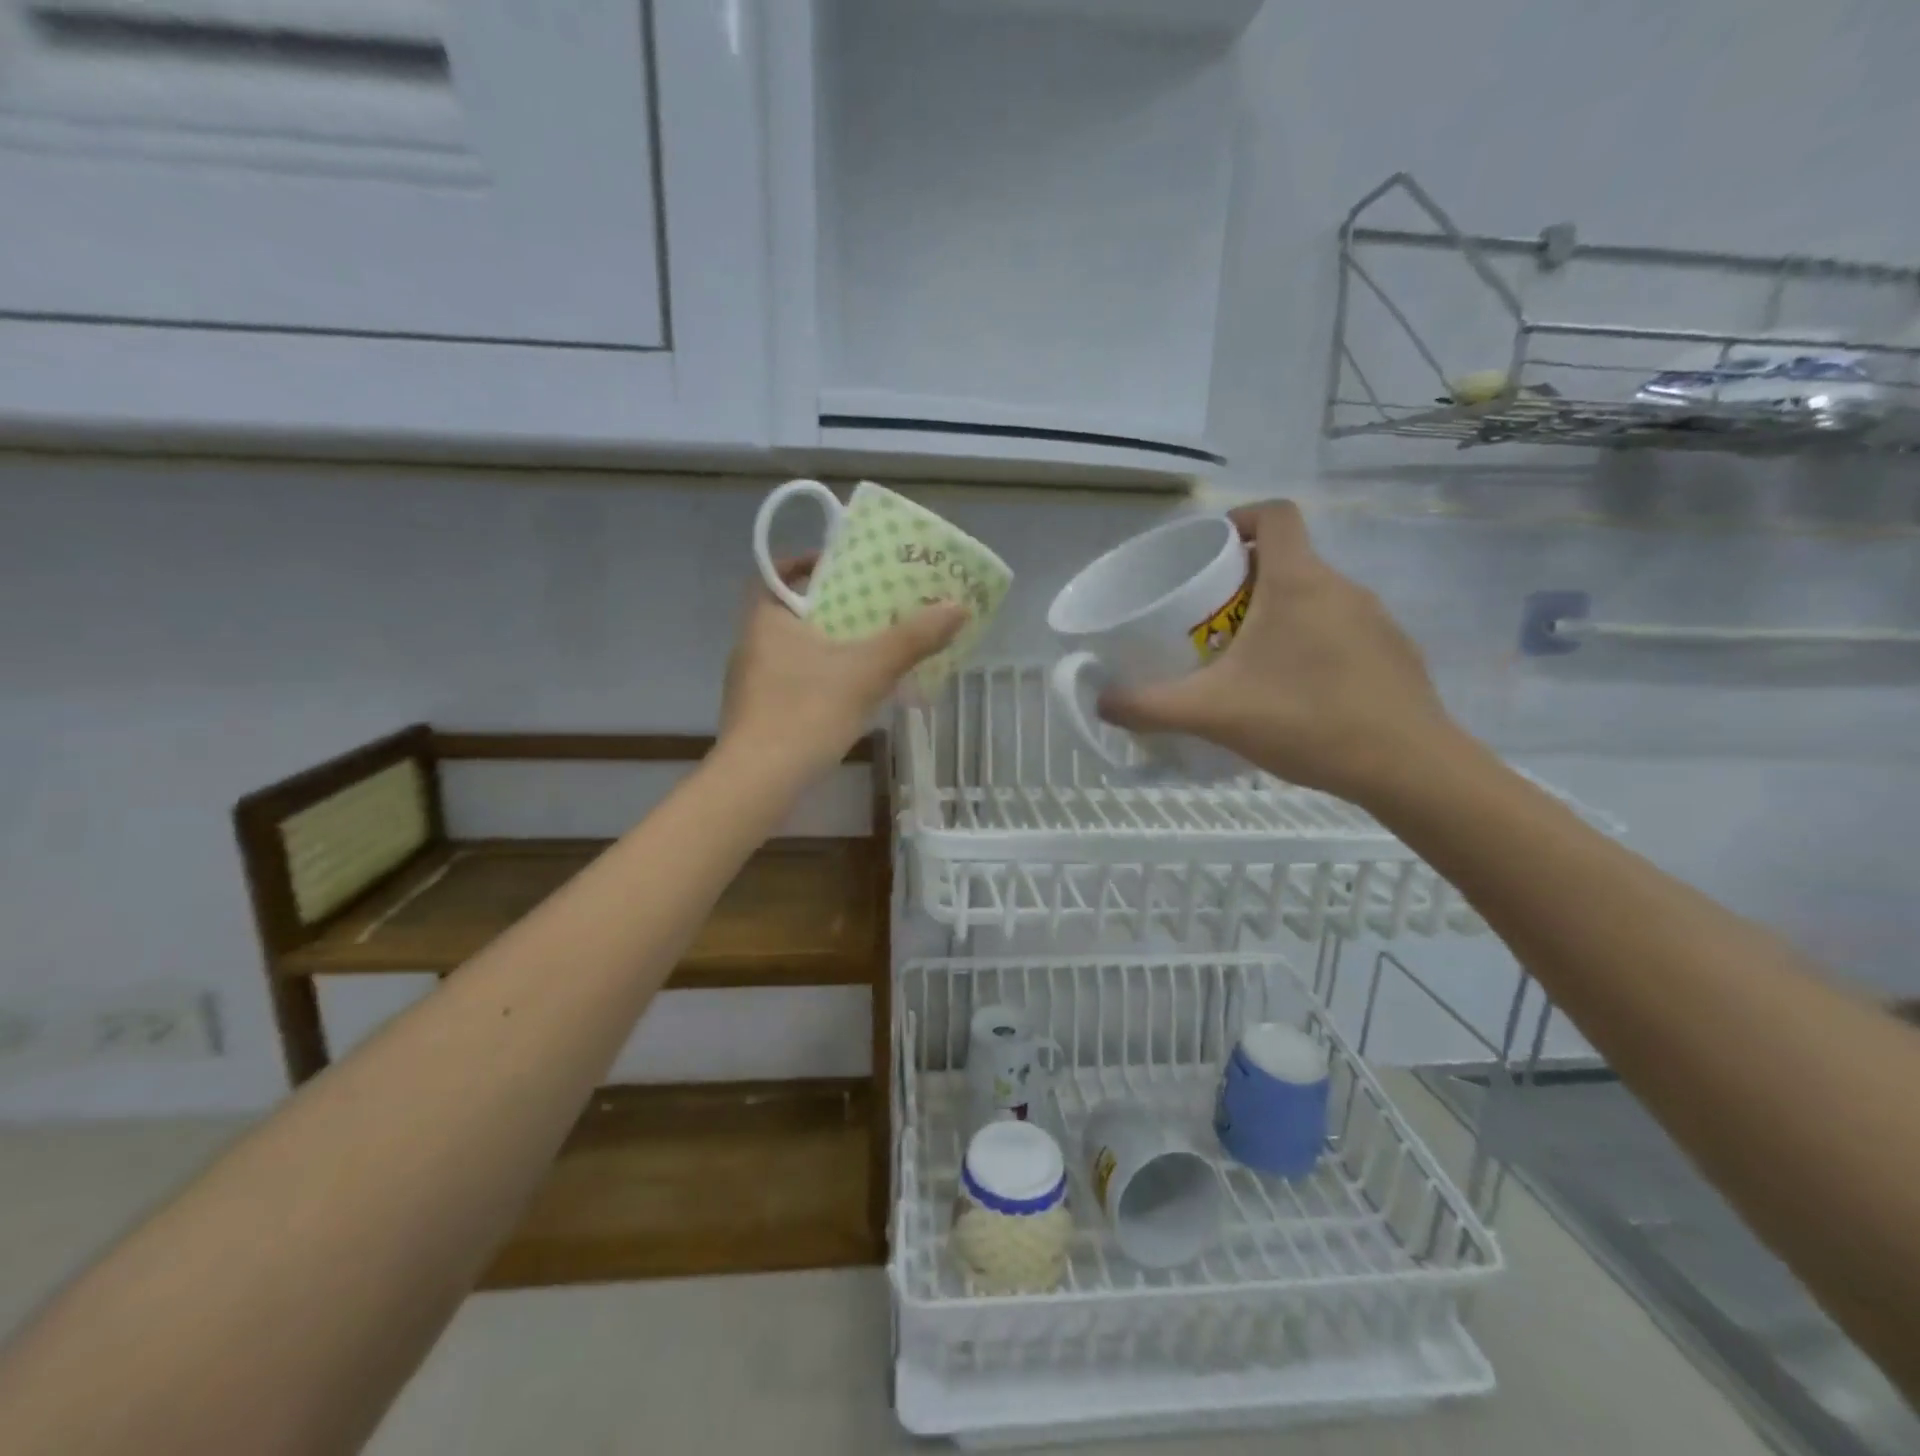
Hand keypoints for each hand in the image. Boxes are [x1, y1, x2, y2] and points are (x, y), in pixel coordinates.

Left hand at [721, 555, 968, 778]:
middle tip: (873, 607)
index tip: (843, 567)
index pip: (779, 572)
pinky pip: (793, 680)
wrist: (759, 782)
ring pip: (794, 649)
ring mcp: (751, 682)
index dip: (808, 563)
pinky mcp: (759, 714)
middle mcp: (751, 644)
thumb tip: (957, 607)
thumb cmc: (807, 711)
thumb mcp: (867, 670)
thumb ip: (912, 639)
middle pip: (793, 611)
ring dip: (828, 644)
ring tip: (870, 648)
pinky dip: (820, 677)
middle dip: (832, 607)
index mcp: (766, 618)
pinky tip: (849, 694)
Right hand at [1098, 502, 1457, 803]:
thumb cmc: (1305, 720)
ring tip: (1248, 661)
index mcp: (1298, 581)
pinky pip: (1342, 631)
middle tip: (1210, 621)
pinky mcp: (1394, 653)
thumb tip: (1101, 702)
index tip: (1210, 550)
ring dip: (1279, 615)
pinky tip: (1296, 693)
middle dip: (1246, 580)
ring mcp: (1376, 620)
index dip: (1239, 519)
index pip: (1275, 514)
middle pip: (1289, 559)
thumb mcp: (1212, 713)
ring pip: (1316, 598)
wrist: (1408, 767)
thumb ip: (1150, 706)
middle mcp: (1341, 587)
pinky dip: (1312, 645)